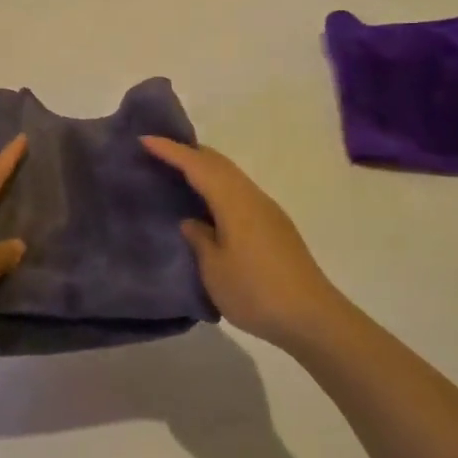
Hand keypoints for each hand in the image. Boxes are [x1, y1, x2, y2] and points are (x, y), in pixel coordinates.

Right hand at [141, 137, 350, 352]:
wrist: (312, 318)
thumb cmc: (256, 291)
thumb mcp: (215, 269)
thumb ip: (199, 239)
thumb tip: (192, 222)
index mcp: (234, 202)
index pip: (198, 166)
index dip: (171, 151)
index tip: (145, 139)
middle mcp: (253, 197)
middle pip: (218, 163)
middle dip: (189, 153)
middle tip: (159, 153)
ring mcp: (268, 211)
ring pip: (231, 176)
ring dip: (205, 169)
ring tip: (179, 175)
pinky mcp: (275, 227)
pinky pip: (240, 192)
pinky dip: (219, 187)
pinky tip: (209, 205)